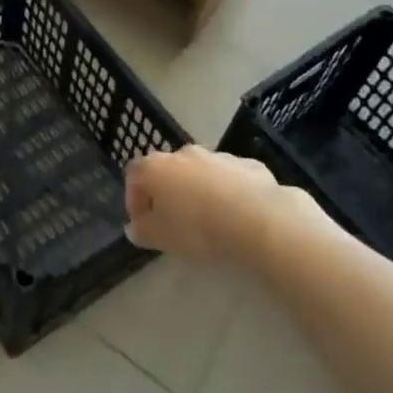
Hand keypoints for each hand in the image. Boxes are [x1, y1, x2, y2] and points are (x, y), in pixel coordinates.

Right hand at [125, 145, 318, 267]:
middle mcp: (183, 154)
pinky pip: (231, 179)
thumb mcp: (161, 238)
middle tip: (175, 222)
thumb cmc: (198, 228)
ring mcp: (217, 156)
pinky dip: (229, 193)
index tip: (142, 223)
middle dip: (168, 193)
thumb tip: (134, 227)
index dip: (134, 199)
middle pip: (168, 170)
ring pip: (201, 173)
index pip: (135, 175)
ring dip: (200, 191)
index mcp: (156, 167)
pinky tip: (239, 216)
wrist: (258, 220)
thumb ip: (142, 231)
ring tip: (210, 221)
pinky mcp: (248, 166)